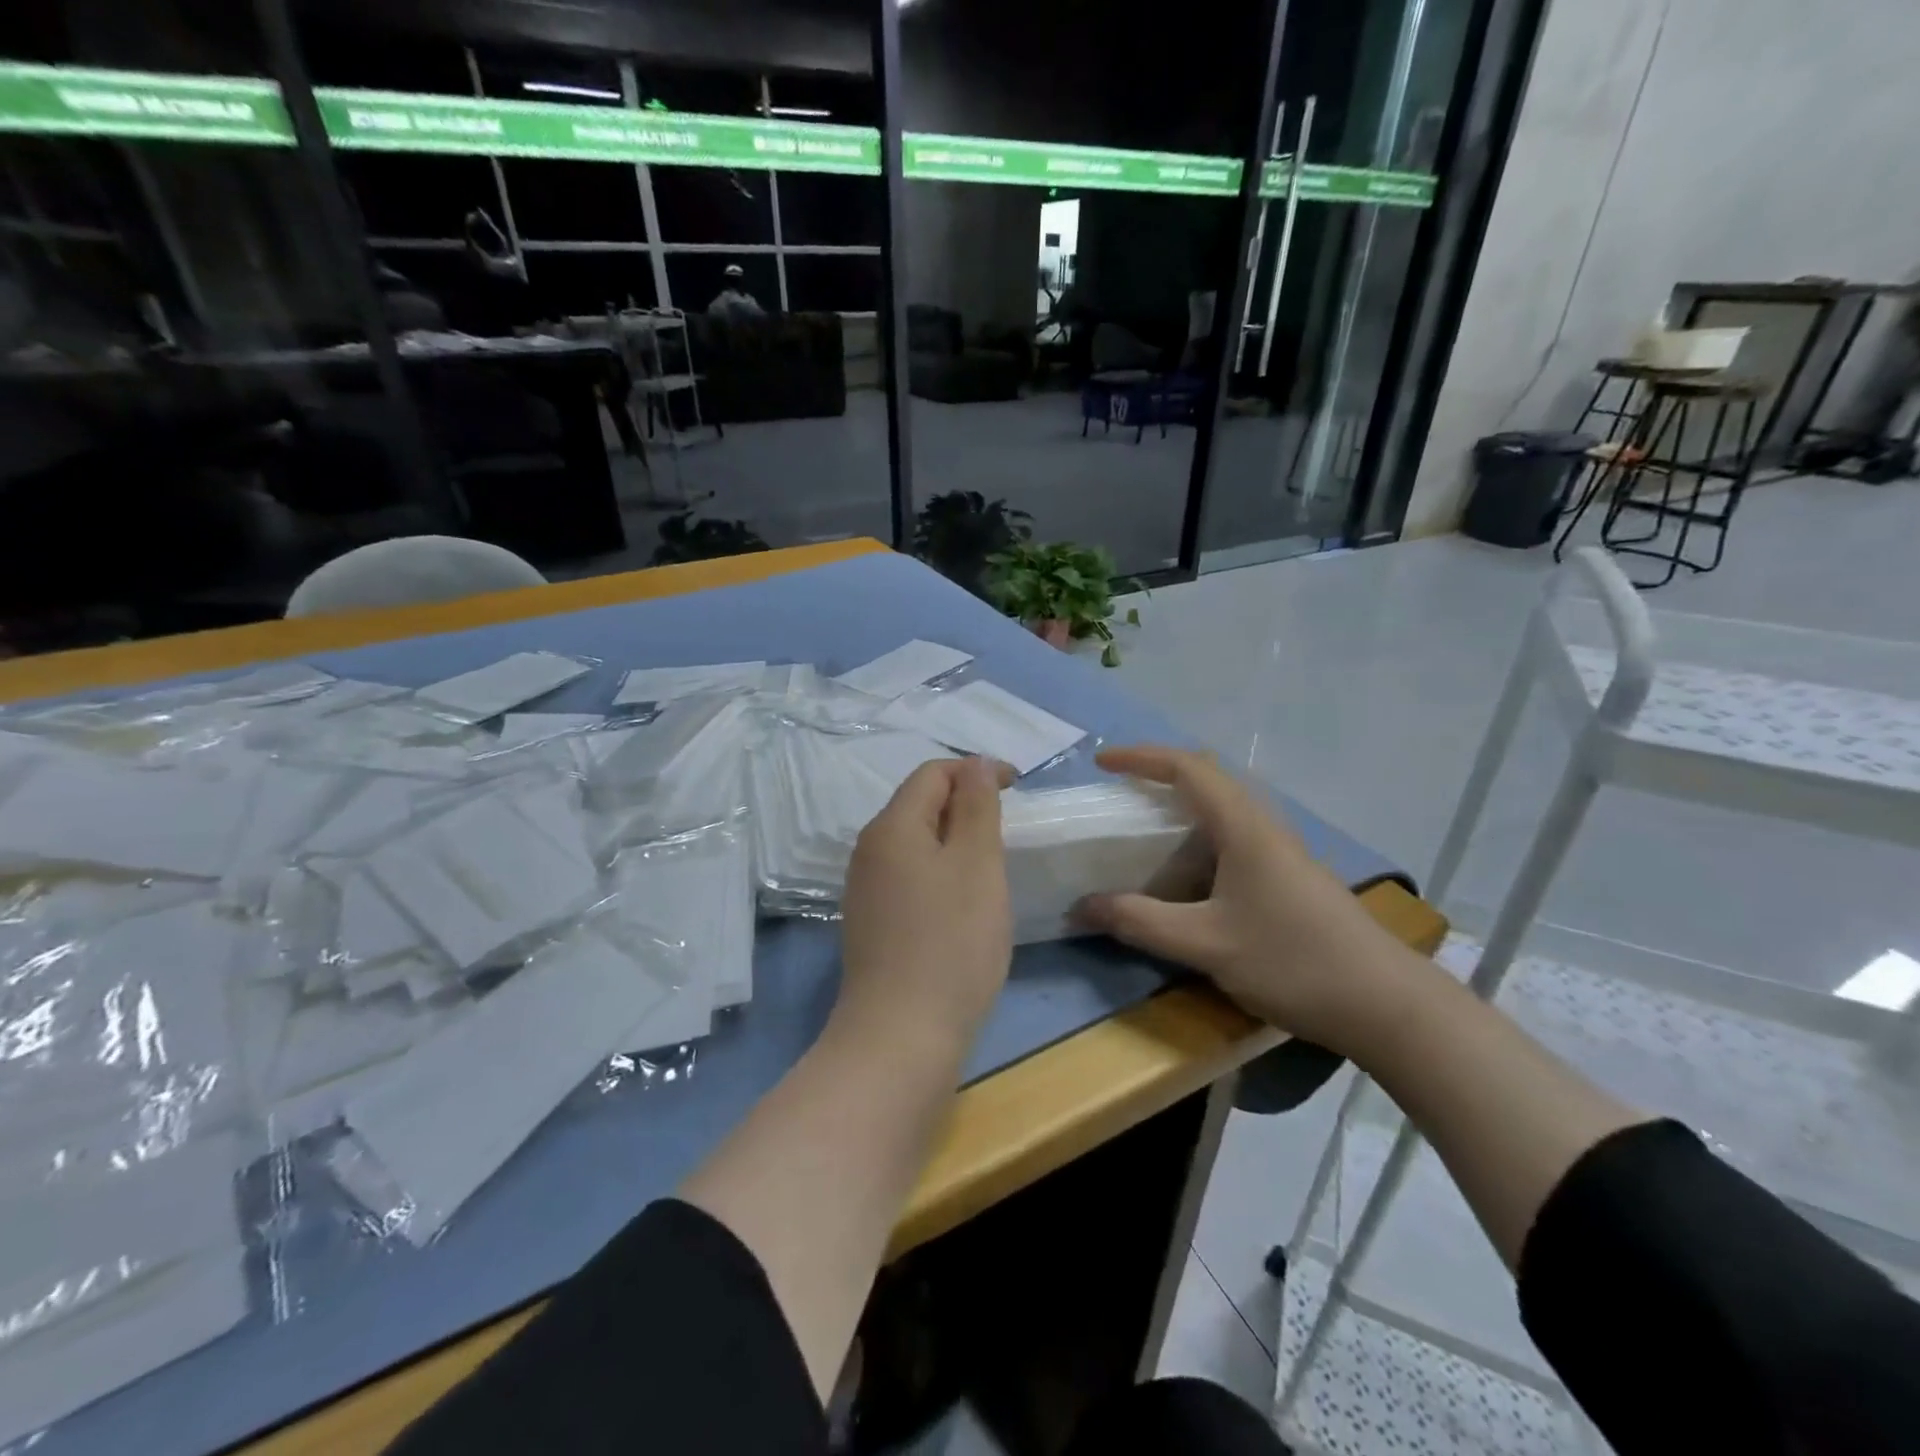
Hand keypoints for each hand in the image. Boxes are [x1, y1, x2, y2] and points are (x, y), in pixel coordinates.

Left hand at [838, 756, 1014, 1044]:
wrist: (901, 1035)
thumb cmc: (951, 941)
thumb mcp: (977, 864)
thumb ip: (977, 806)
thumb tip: (975, 763)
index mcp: (891, 826)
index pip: (932, 773)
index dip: (975, 771)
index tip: (1017, 787)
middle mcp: (868, 850)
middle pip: (918, 804)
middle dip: (964, 804)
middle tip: (1007, 827)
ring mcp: (864, 889)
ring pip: (914, 842)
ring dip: (953, 839)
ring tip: (990, 863)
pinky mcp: (870, 923)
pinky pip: (908, 875)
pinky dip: (939, 871)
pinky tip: (961, 902)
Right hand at [1074, 745, 1409, 1051]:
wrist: (1387, 1005)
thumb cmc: (1293, 961)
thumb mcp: (1206, 943)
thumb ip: (1140, 922)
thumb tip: (1082, 907)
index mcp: (1243, 827)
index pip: (1187, 768)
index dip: (1141, 758)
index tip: (1102, 762)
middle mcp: (1263, 827)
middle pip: (1208, 778)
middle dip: (1159, 775)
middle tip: (1120, 792)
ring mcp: (1281, 851)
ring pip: (1223, 808)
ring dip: (1181, 806)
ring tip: (1143, 829)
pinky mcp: (1290, 876)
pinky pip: (1233, 837)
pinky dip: (1198, 838)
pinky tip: (1186, 875)